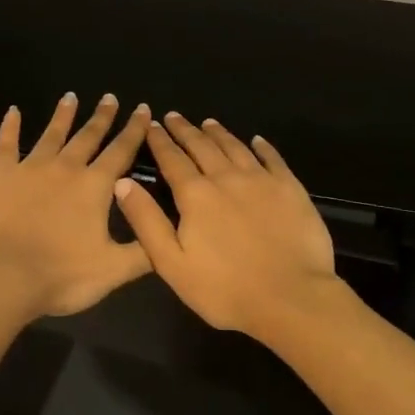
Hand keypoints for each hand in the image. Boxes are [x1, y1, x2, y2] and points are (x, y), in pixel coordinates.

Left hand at [0, 93, 153, 317]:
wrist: (4, 277)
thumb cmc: (62, 275)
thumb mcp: (114, 270)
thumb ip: (144, 251)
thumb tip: (169, 235)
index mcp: (96, 186)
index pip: (121, 151)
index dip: (134, 130)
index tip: (142, 108)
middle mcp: (66, 168)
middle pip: (88, 136)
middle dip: (102, 116)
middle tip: (109, 97)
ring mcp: (31, 168)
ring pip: (52, 134)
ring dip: (63, 115)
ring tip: (70, 96)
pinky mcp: (1, 176)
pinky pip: (7, 144)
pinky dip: (10, 127)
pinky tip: (13, 111)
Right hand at [114, 112, 347, 338]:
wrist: (291, 297)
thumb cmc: (225, 289)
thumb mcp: (171, 263)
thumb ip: (146, 220)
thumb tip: (123, 183)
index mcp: (195, 194)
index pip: (172, 159)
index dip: (160, 141)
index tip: (151, 124)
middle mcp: (226, 177)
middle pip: (202, 146)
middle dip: (185, 130)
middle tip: (174, 117)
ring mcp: (261, 180)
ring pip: (235, 147)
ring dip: (218, 133)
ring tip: (207, 122)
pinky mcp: (290, 188)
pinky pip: (272, 158)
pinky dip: (262, 146)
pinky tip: (257, 140)